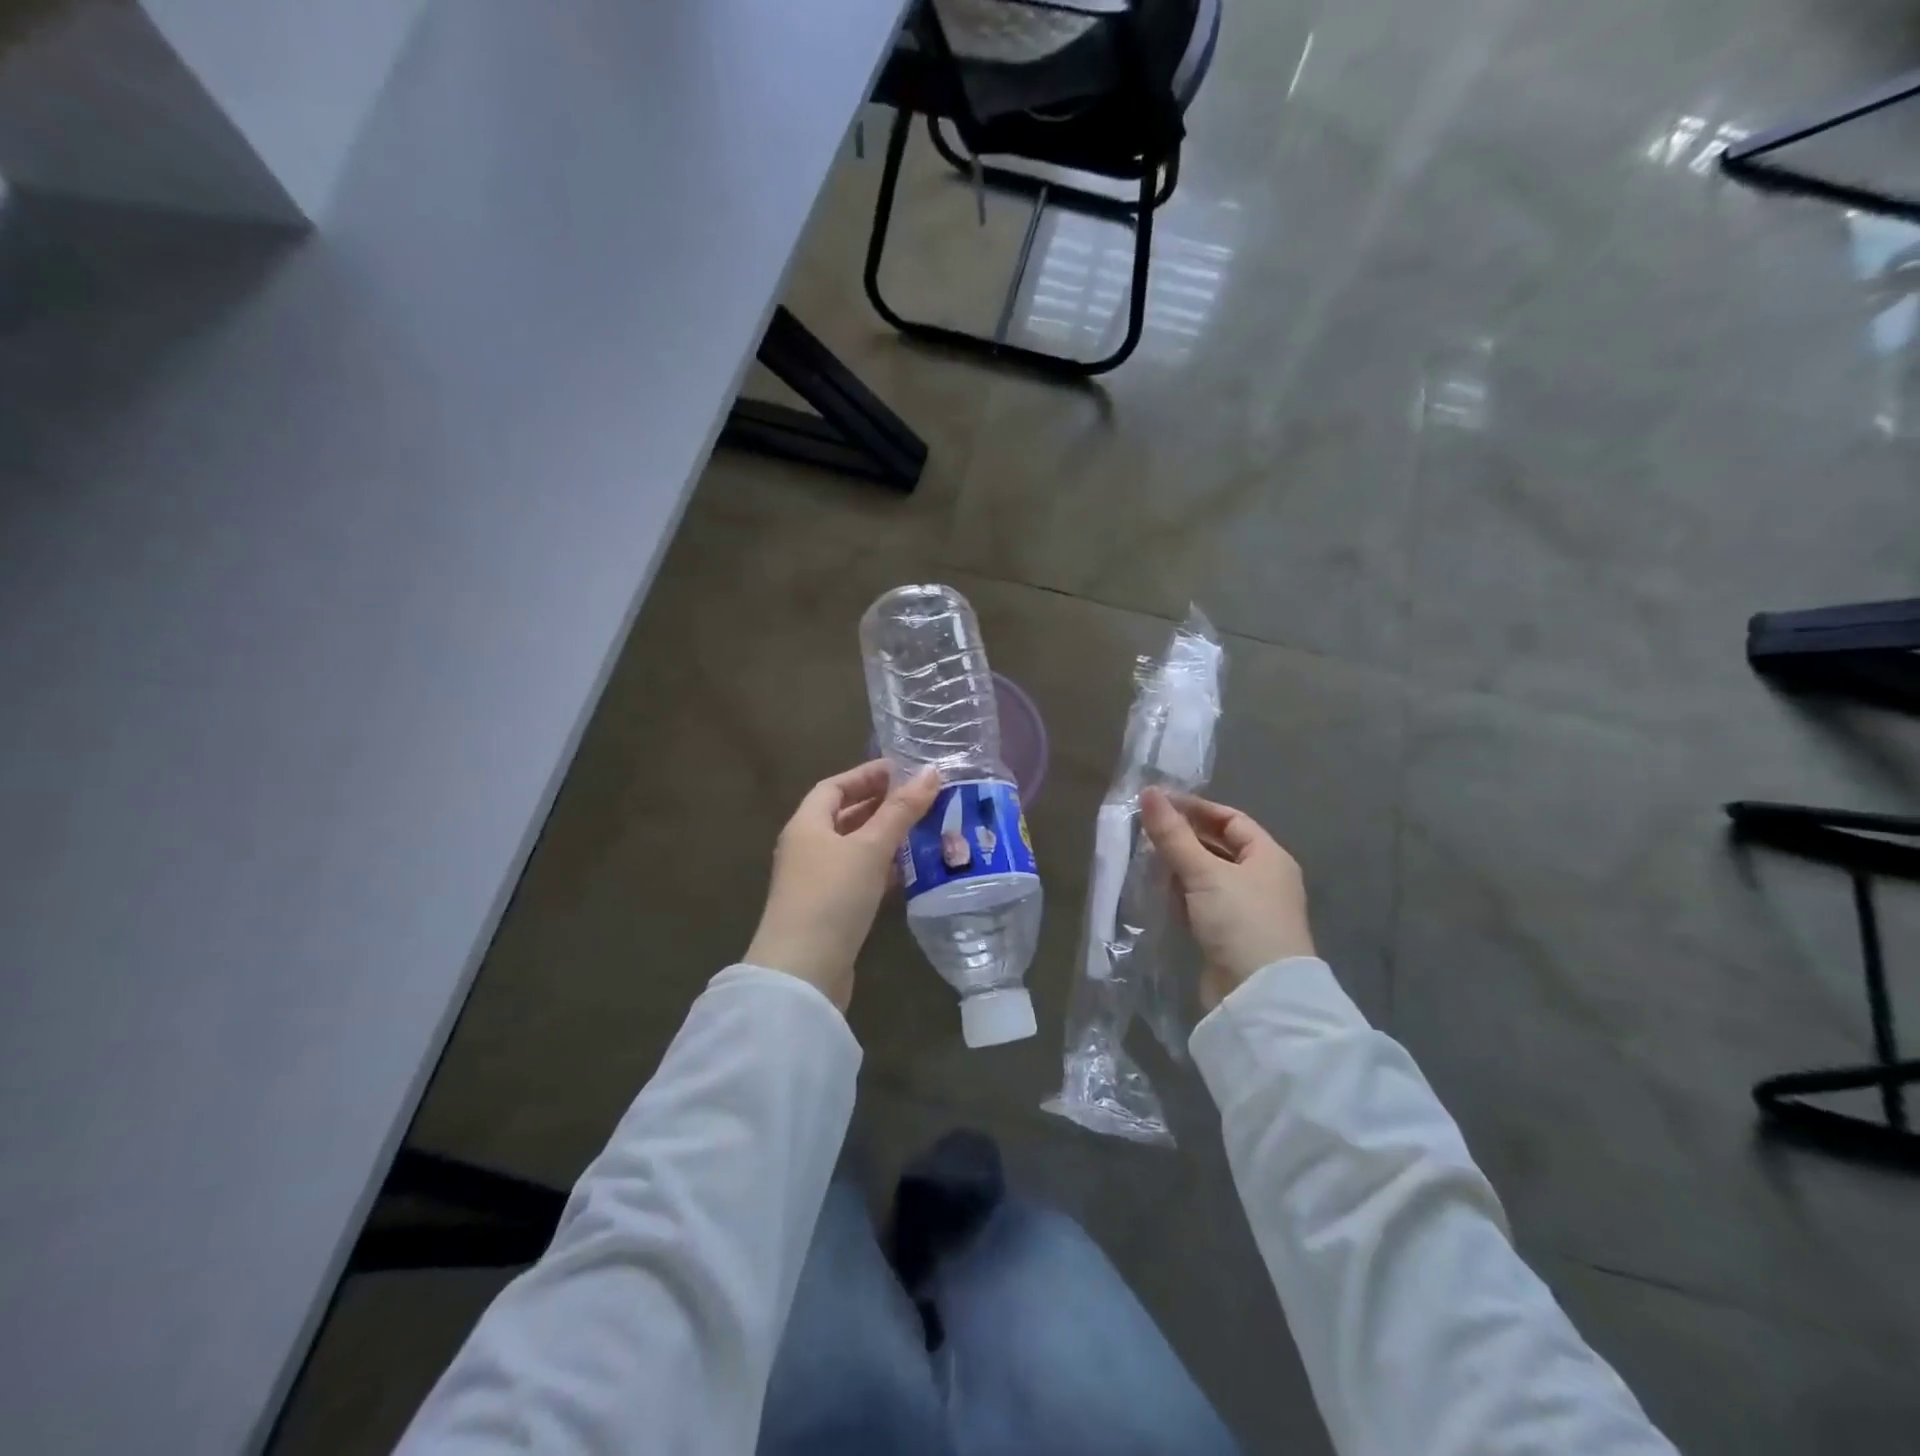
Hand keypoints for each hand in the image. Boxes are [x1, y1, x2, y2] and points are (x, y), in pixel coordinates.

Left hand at [746, 760, 941, 1011]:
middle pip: (844, 816)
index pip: (834, 787)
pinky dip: (882, 869)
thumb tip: (931, 772)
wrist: (803, 972)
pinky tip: (910, 871)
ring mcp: (816, 882)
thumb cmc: (833, 896)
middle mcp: (806, 848)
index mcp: (806, 825)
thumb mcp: (870, 847)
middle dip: (880, 806)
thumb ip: (901, 811)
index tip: (902, 770)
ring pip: (854, 848)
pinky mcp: (829, 911)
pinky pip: (858, 877)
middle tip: (920, 799)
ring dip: (884, 838)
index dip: (866, 775)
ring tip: (923, 830)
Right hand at [1139, 787, 1313, 1011]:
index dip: (1196, 808)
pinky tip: (1157, 891)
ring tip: (1144, 858)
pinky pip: (1201, 903)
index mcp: (1268, 857)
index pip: (1231, 819)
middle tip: (1144, 830)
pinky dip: (1180, 894)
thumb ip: (1173, 834)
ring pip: (1206, 876)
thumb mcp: (1204, 872)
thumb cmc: (1240, 921)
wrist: (1259, 996)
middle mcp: (1261, 879)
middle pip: (1218, 846)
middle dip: (1183, 838)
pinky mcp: (1228, 935)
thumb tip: (1148, 792)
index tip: (1158, 804)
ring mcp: (1245, 910)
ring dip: (1178, 867)